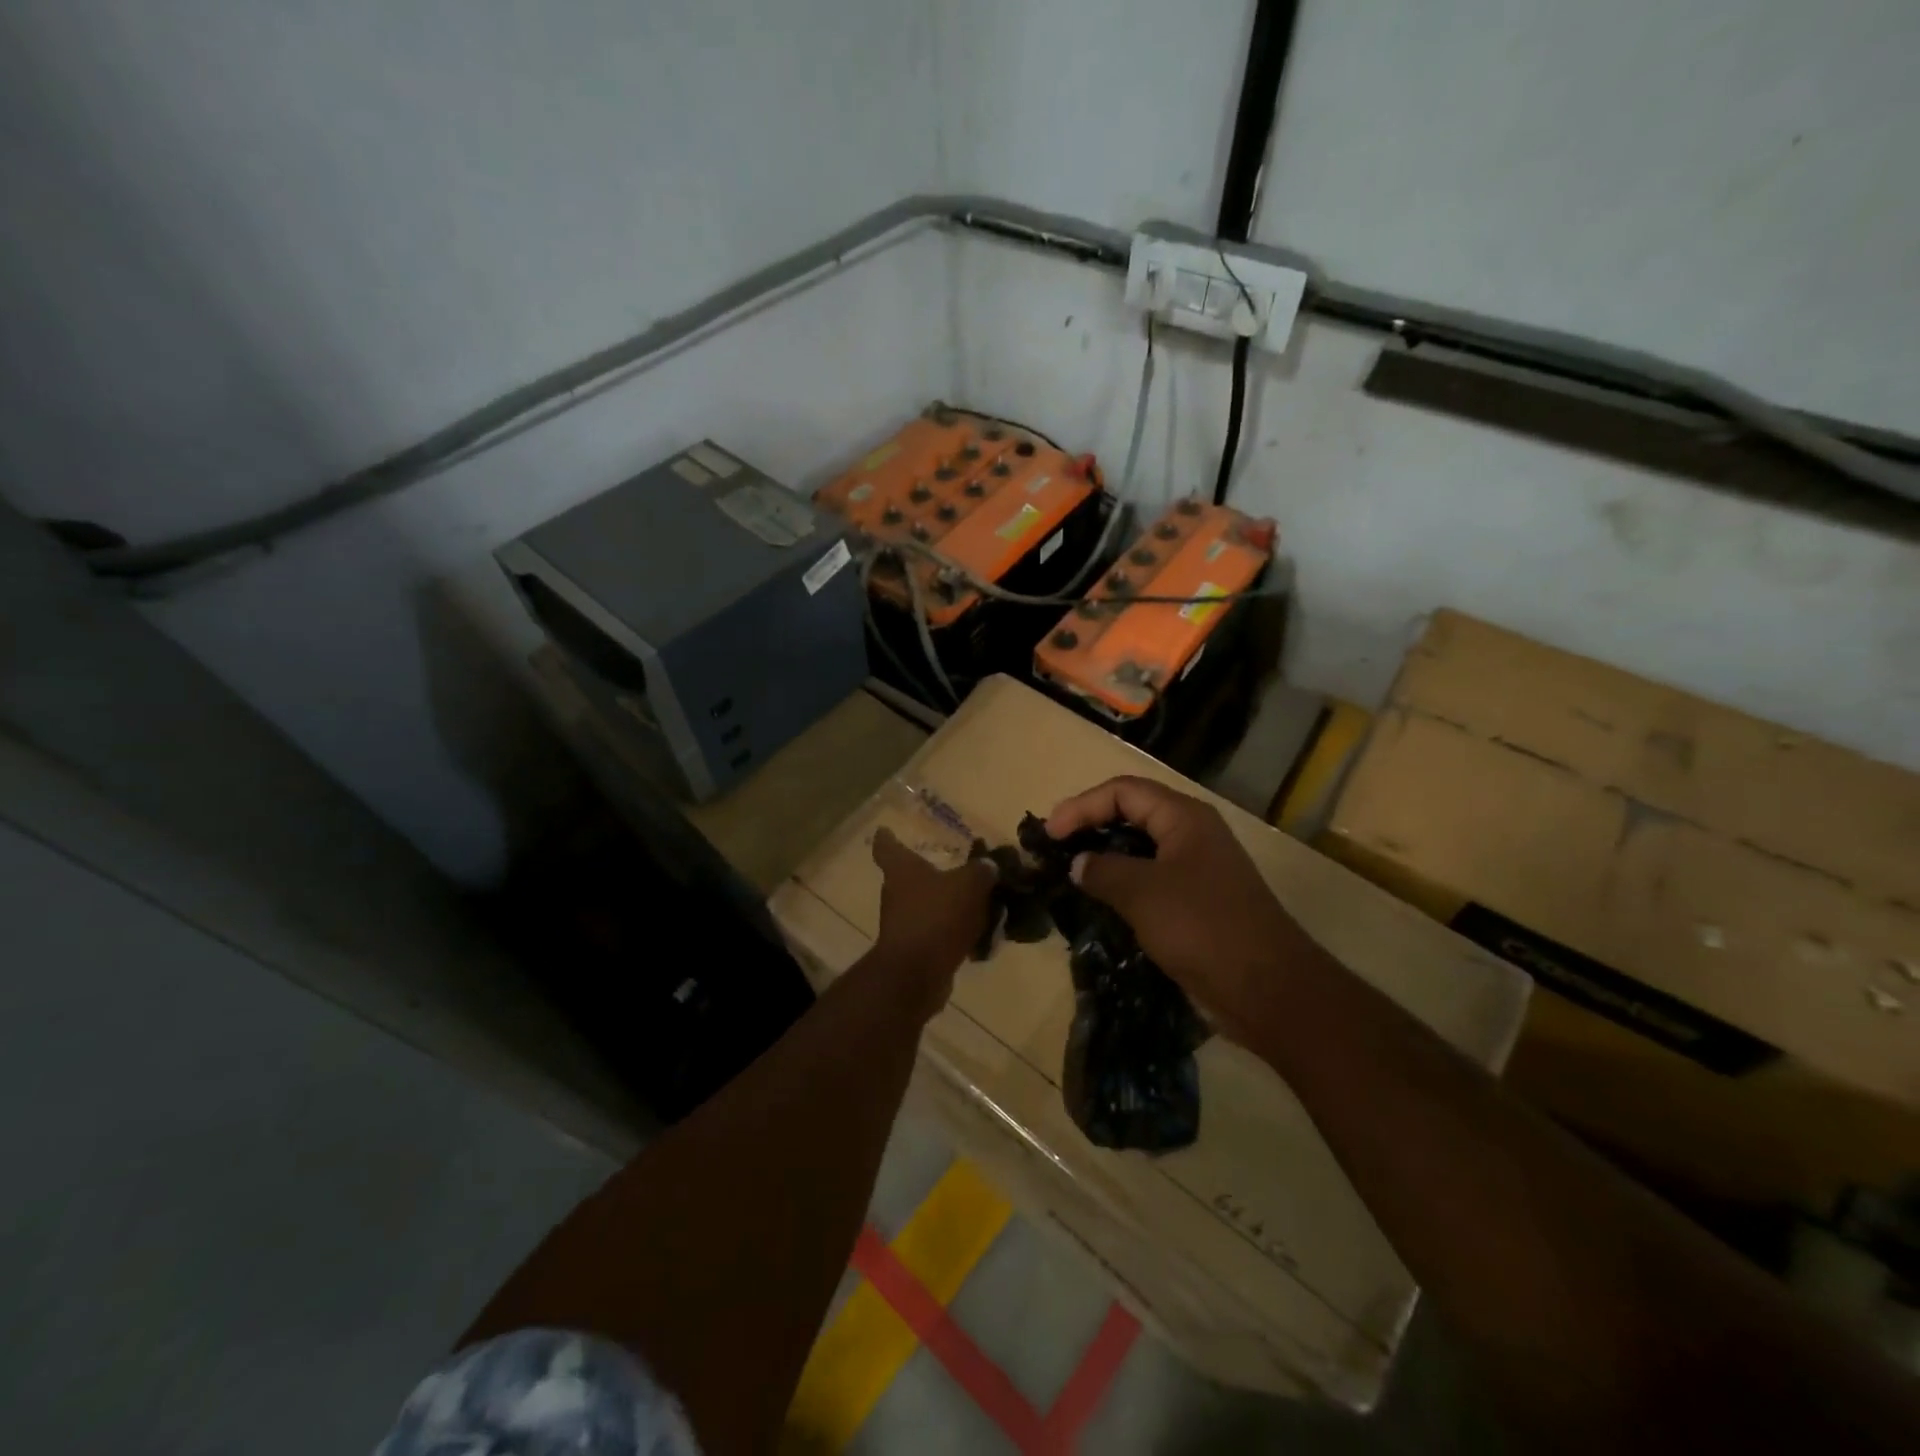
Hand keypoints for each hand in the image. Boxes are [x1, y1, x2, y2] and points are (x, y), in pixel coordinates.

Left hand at [868, 828, 995, 1010]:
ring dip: (948, 906)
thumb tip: (988, 866)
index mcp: (902, 870)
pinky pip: (938, 934)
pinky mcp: (915, 950)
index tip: (884, 830)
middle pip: (910, 878)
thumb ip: (981, 871)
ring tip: (980, 904)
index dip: (886, 837)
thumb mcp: (969, 884)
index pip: (886, 847)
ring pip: (927, 907)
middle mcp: (896, 894)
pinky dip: (955, 933)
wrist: (917, 973)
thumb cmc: (936, 916)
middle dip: (931, 874)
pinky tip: (980, 936)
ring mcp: (903, 924)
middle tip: (959, 870)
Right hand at [1045, 776, 1303, 1030]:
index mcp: (1184, 817)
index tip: (1050, 834)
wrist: (1268, 989)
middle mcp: (1192, 835)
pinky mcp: (1198, 903)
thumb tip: (1079, 864)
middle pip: (1133, 813)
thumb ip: (1103, 871)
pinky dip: (1123, 884)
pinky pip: (1152, 880)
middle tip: (1056, 848)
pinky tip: (1101, 903)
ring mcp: (1198, 870)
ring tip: (1071, 874)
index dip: (1082, 806)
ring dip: (1106, 857)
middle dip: (1092, 825)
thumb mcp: (1143, 893)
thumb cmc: (1202, 927)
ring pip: (1141, 849)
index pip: (1123, 791)